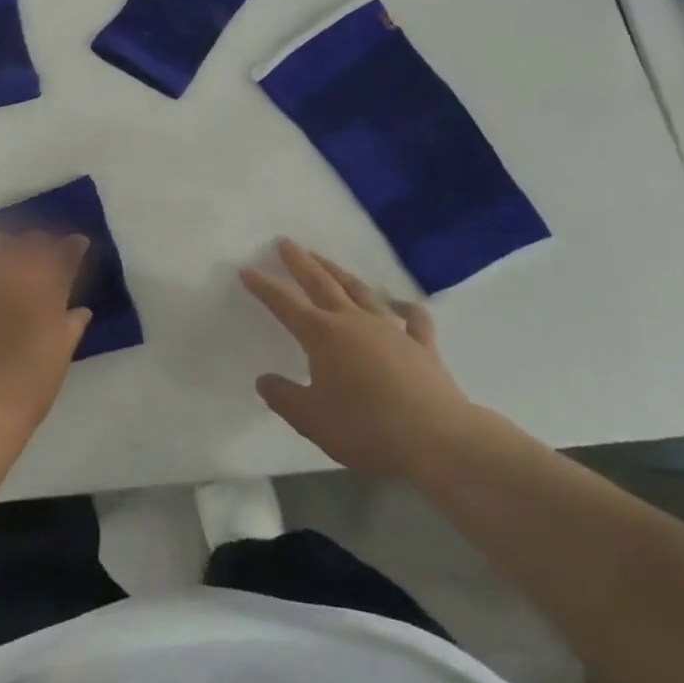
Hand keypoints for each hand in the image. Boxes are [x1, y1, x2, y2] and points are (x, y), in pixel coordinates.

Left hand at [0, 230, 90, 434]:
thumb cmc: (30, 384)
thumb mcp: (61, 353)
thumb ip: (71, 324)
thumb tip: (80, 310)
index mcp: (48, 285)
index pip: (66, 252)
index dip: (73, 246)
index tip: (77, 245)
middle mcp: (17, 270)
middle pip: (32, 240)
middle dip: (42, 245)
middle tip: (44, 258)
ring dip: (10, 246)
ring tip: (11, 259)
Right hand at [242, 239, 486, 480]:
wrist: (437, 439)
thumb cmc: (366, 427)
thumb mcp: (311, 420)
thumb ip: (284, 397)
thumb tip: (264, 380)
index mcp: (322, 335)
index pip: (284, 304)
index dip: (263, 287)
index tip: (247, 270)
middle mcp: (353, 321)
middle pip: (321, 283)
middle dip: (300, 262)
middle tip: (286, 243)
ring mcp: (390, 329)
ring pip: (359, 291)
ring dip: (340, 273)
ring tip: (326, 261)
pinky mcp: (422, 345)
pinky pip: (412, 319)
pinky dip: (404, 308)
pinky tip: (400, 303)